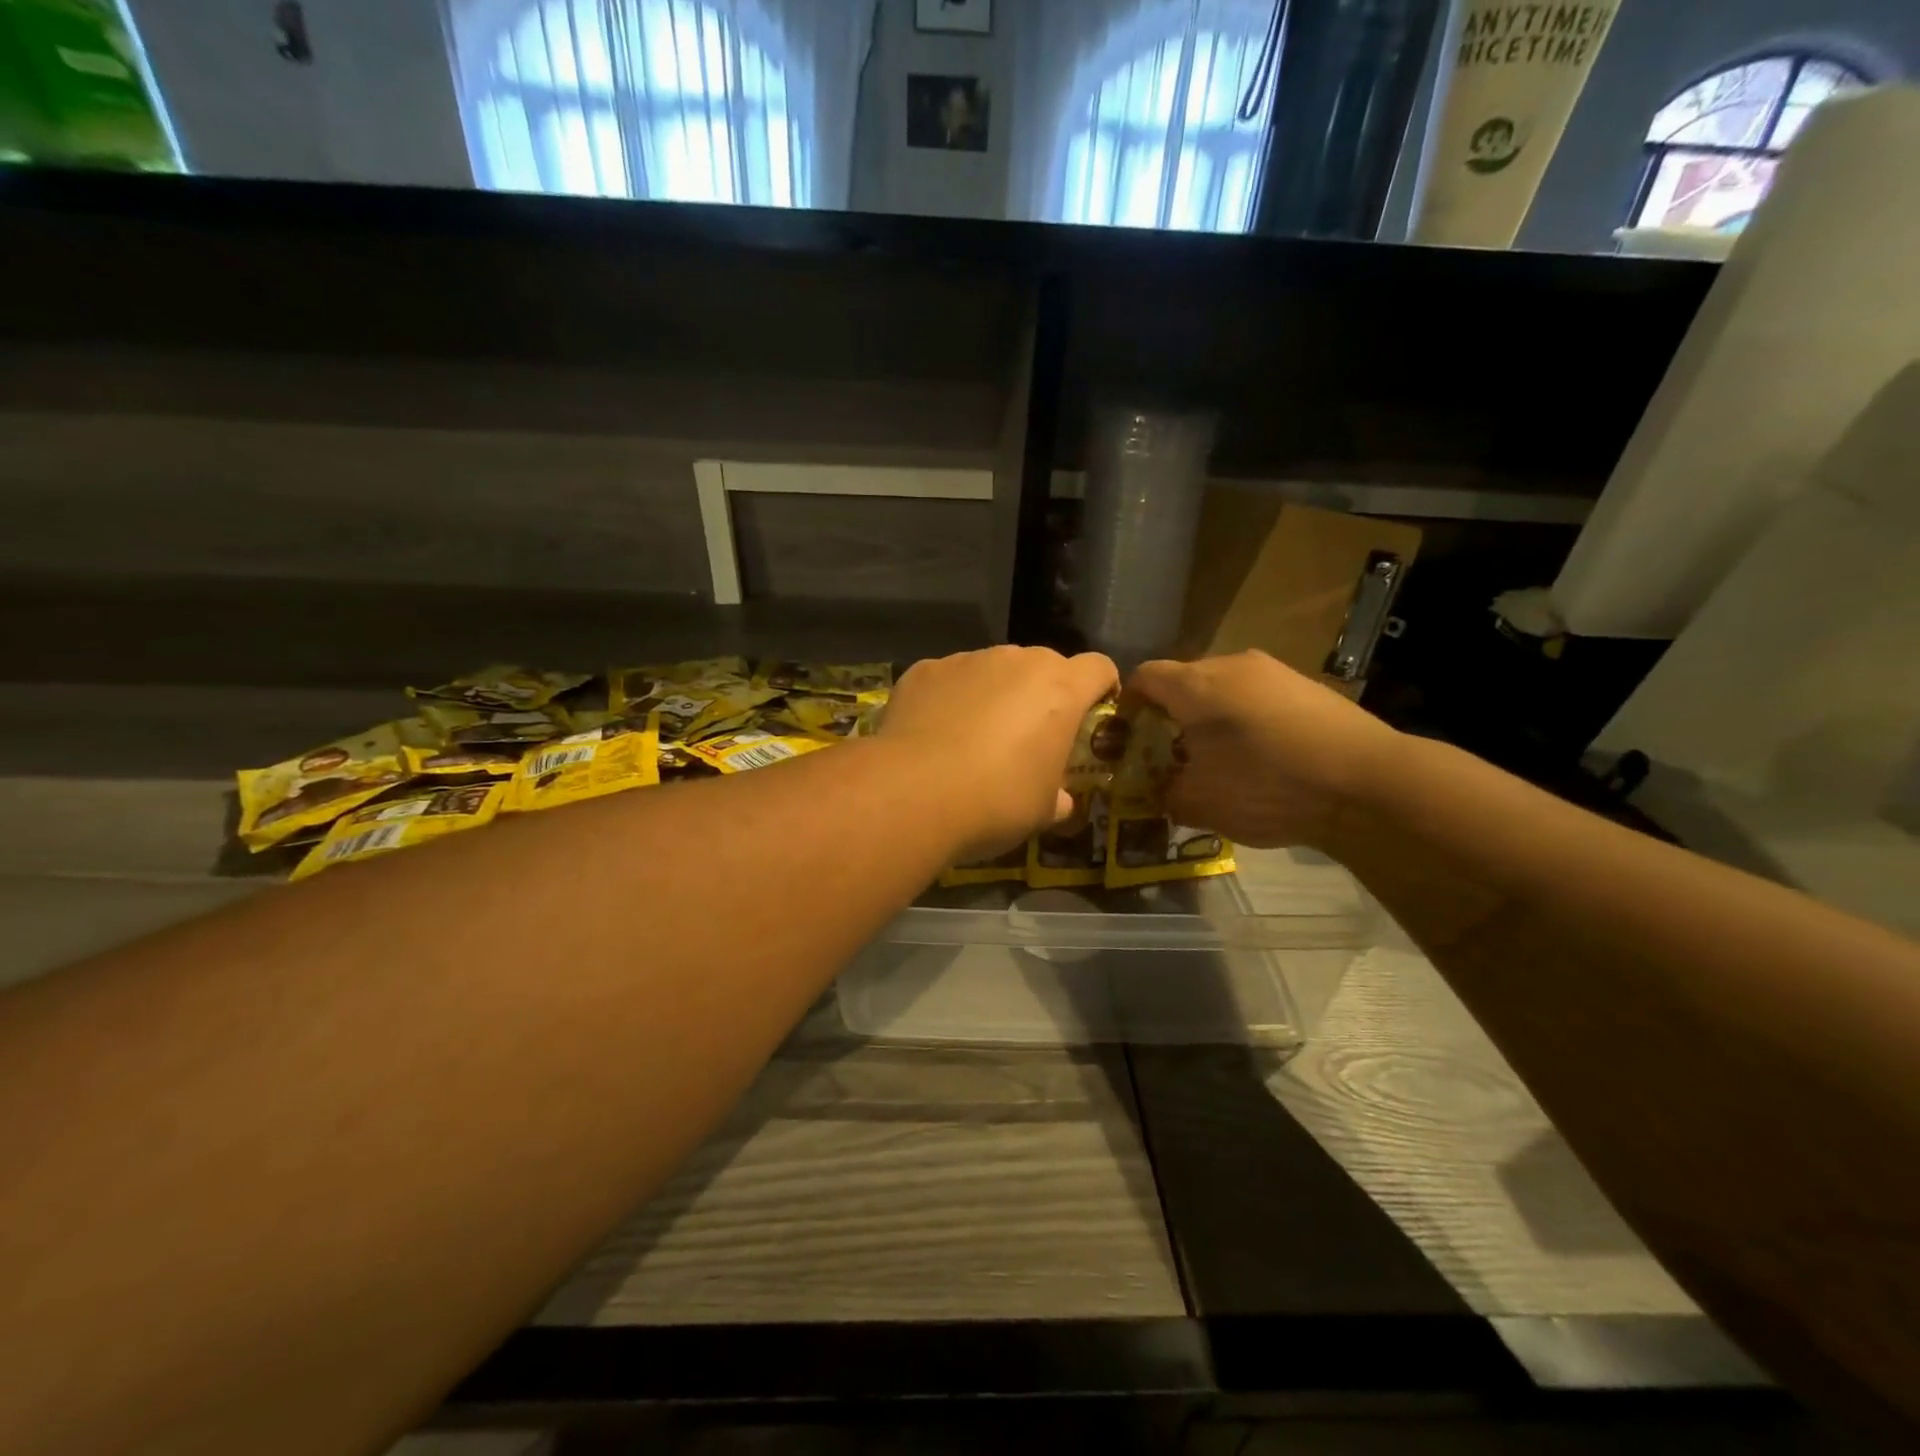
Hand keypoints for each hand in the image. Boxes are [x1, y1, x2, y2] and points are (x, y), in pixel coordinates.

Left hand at [879, 646, 1117, 860]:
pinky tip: (935, 734)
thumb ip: (1058, 796)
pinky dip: (951, 698)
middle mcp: (1017, 662)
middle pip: (1044, 665)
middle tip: (1029, 736)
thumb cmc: (996, 801)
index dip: (1102, 688)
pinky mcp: (925, 669)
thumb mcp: (1041, 811)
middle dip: (1044, 693)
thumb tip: (1060, 800)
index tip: (1093, 715)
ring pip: (994, 669)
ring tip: (974, 737)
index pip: (1099, 668)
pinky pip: (950, 678)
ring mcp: (967, 660)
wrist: (913, 792)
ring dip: (995, 693)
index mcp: (1060, 690)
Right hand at [1127, 650, 1398, 849]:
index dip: (1127, 704)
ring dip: (1211, 718)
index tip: (1126, 736)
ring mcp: (1273, 671)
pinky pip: (1258, 697)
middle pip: (1183, 681)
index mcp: (1195, 685)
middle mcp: (1231, 665)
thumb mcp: (1201, 803)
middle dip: (1170, 716)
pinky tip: (1262, 757)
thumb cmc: (1268, 787)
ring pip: (1223, 689)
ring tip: (1219, 759)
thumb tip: (1161, 791)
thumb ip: (1167, 794)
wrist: (1368, 783)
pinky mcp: (1306, 685)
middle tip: (1171, 755)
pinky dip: (1246, 720)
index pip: (1143, 677)